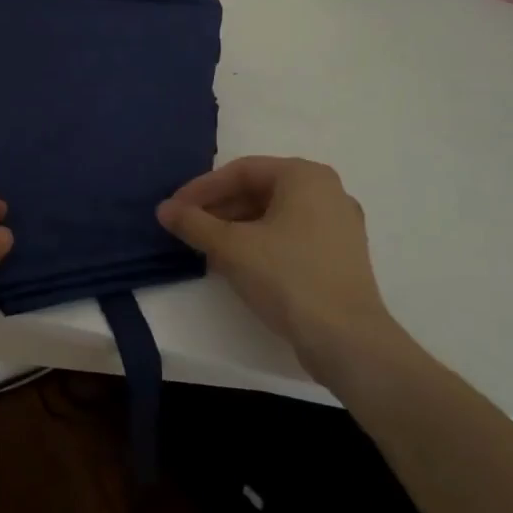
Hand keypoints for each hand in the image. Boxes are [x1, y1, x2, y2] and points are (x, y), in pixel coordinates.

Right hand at [157, 157, 397, 382]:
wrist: (348, 341)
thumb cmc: (288, 278)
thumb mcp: (231, 247)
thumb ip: (194, 223)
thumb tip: (165, 209)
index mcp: (305, 176)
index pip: (241, 171)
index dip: (202, 188)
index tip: (175, 209)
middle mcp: (327, 191)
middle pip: (259, 190)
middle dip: (219, 208)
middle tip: (188, 227)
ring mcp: (339, 224)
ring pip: (275, 214)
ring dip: (237, 227)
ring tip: (207, 247)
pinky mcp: (341, 256)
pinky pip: (292, 235)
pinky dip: (261, 242)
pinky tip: (238, 263)